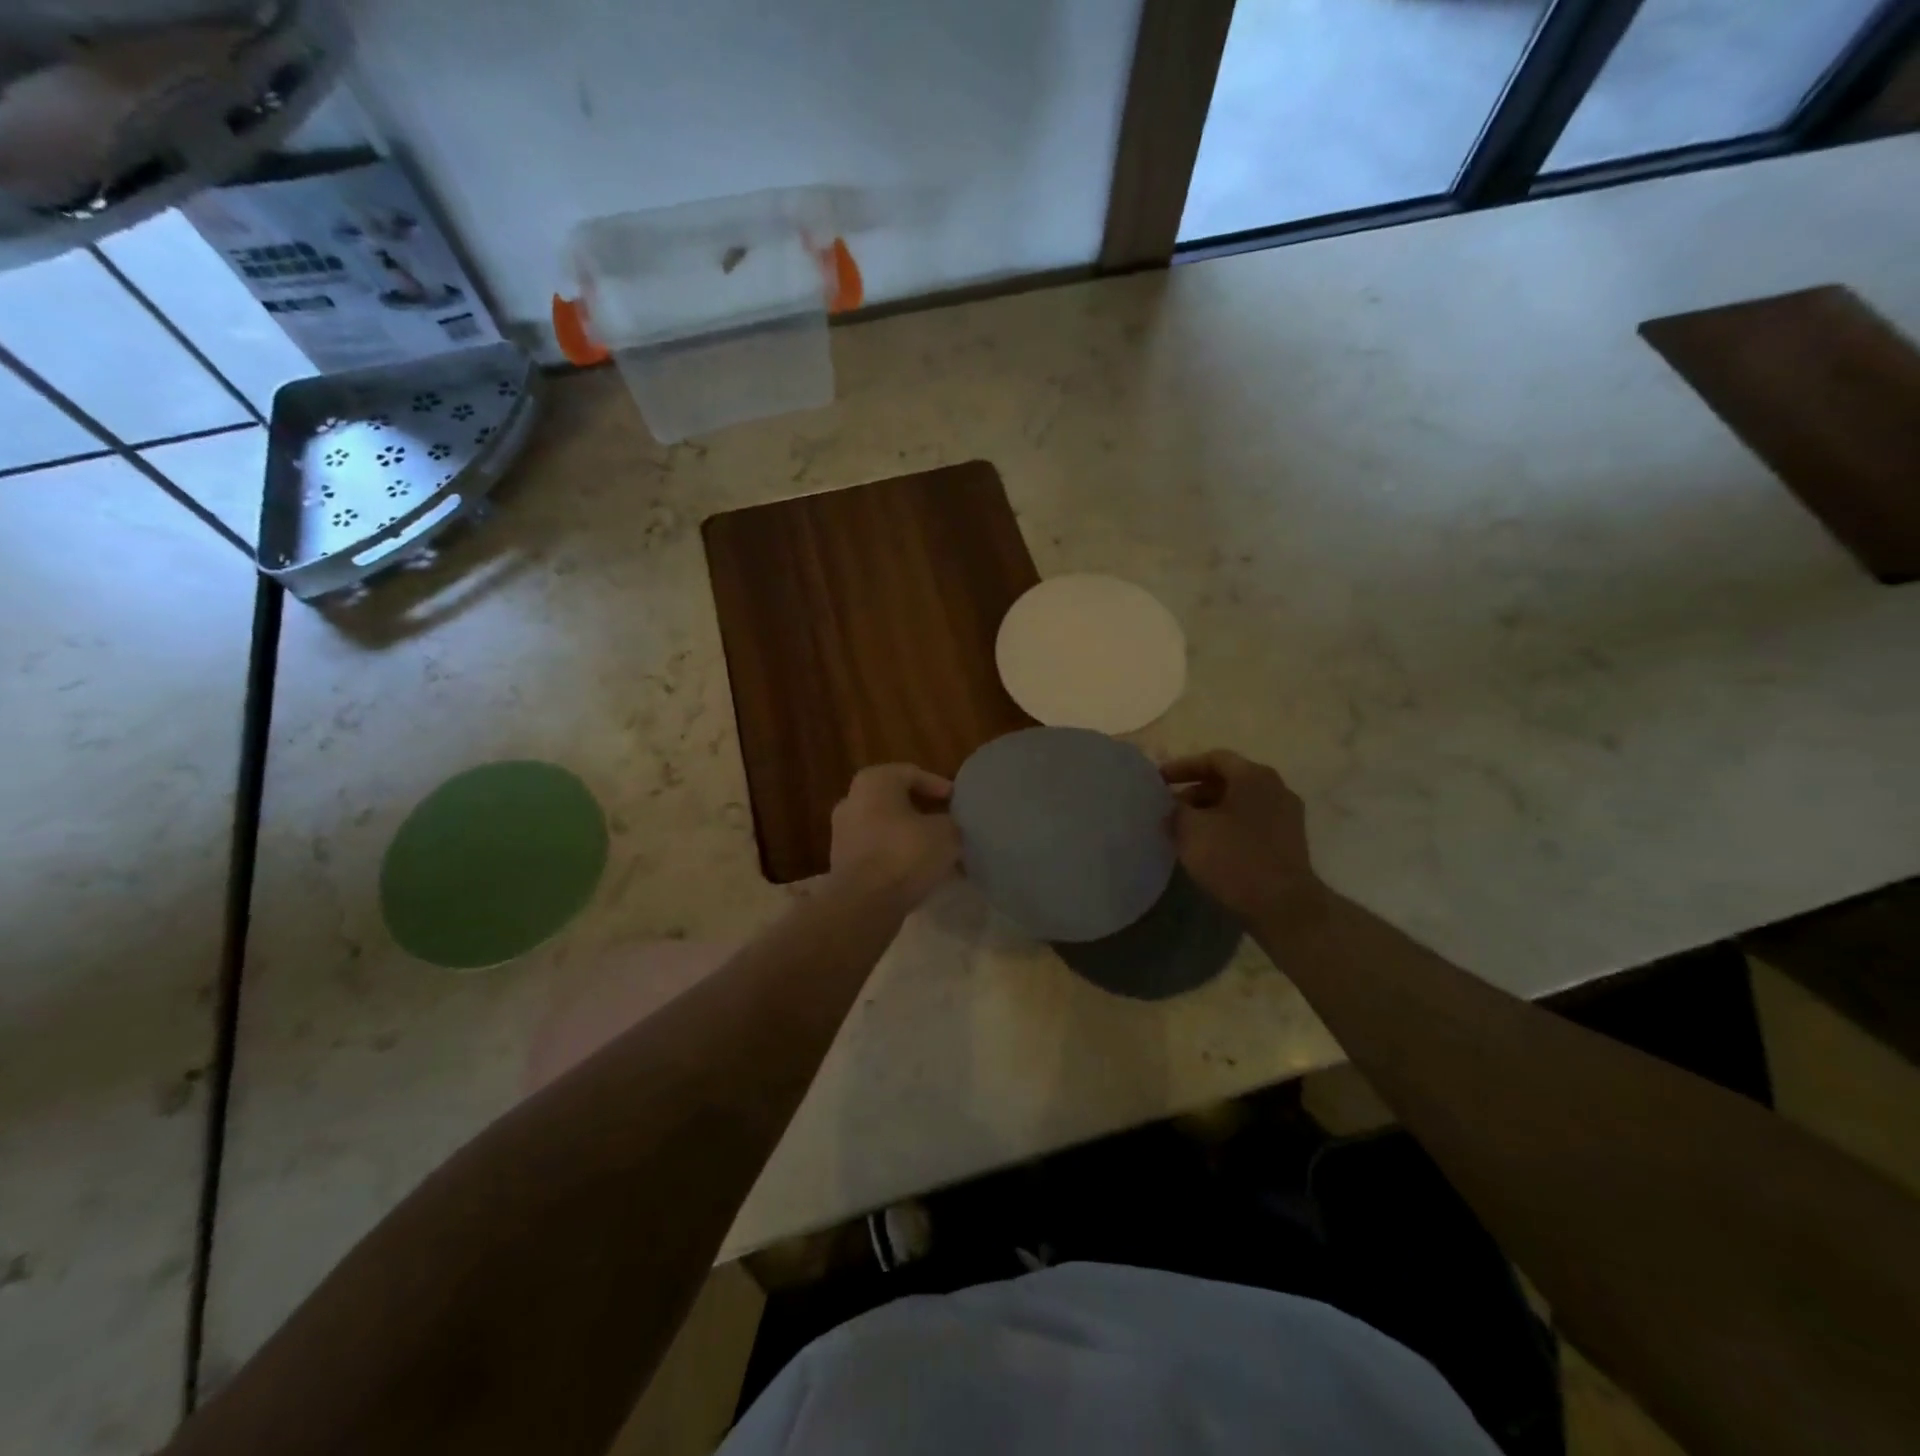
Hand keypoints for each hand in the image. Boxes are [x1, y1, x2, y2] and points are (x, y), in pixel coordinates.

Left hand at [829, 764, 960, 909]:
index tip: (957, 803)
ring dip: (910, 837)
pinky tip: (918, 872)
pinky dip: (896, 857)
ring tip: (937, 852)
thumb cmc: (905, 853)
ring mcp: (842, 832)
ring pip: (886, 828)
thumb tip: (948, 826)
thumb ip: (950, 822)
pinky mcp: (842, 862)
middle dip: (923, 813)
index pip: (912, 774)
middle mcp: (852, 800)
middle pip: (896, 801)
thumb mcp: (945, 833)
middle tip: (948, 825)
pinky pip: (877, 851)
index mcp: (874, 781)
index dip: (939, 786)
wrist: (864, 903)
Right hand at [1161, 750, 1321, 926]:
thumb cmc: (1234, 858)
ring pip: (1240, 803)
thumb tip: (1173, 808)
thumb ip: (1176, 810)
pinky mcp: (1289, 841)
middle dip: (1195, 791)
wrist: (1283, 906)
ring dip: (1210, 811)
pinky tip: (1210, 846)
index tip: (1159, 781)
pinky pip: (1251, 823)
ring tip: (1185, 830)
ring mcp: (1287, 816)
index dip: (1182, 767)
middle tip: (1170, 808)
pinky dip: (1227, 826)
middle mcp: (1275, 788)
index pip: (1214, 759)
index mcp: (1253, 776)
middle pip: (1228, 780)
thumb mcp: (1191, 830)